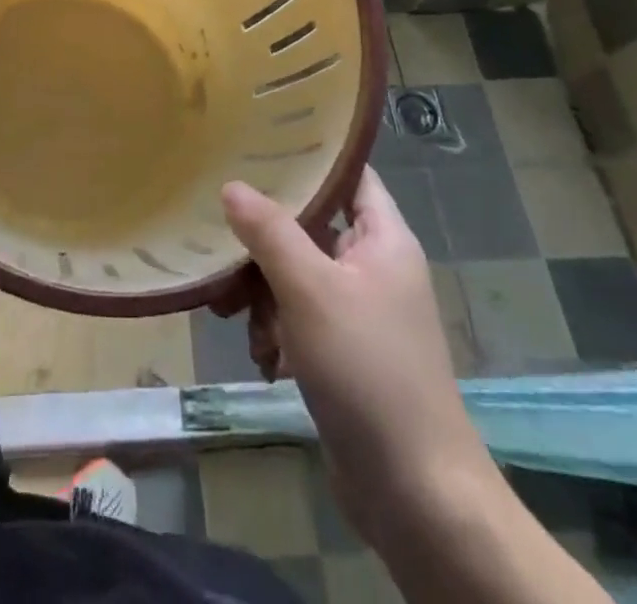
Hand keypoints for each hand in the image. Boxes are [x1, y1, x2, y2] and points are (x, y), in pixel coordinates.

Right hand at [220, 168, 487, 539]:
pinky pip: (300, 318)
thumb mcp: (310, 290)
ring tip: (232, 314)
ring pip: (297, 274)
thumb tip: (231, 185)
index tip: (257, 142)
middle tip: (221, 243)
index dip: (310, 155)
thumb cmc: (368, 370)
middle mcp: (374, 267)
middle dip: (265, 240)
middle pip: (310, 226)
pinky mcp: (344, 352)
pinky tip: (262, 356)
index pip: (349, 174)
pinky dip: (276, 330)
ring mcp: (359, 312)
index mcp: (383, 239)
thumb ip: (269, 232)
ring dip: (263, 292)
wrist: (415, 493)